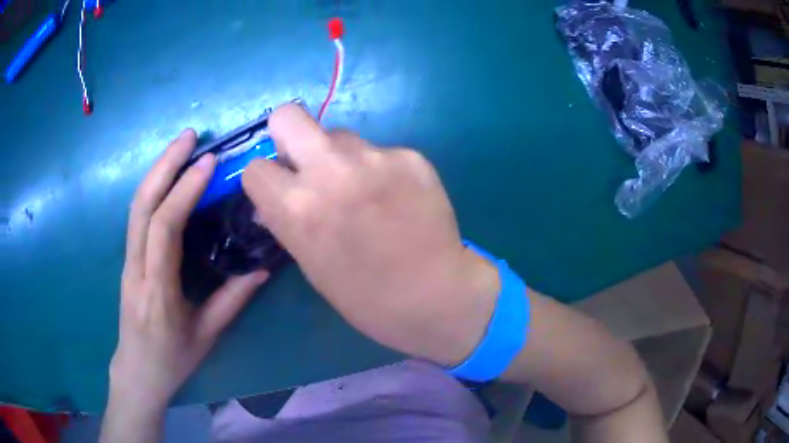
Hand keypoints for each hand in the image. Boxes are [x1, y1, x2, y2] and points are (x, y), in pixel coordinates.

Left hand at [110, 129, 268, 410]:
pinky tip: (168, 175)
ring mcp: (127, 261)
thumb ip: (232, 300)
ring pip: (136, 206)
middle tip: (190, 136)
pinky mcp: (127, 258)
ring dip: (157, 170)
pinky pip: (137, 215)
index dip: (184, 191)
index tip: (209, 163)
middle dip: (164, 165)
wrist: (137, 371)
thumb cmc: (172, 359)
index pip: (164, 229)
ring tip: (180, 145)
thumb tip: (262, 268)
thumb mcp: (206, 336)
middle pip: (142, 206)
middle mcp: (136, 269)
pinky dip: (152, 187)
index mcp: (158, 291)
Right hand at [242, 105, 498, 366]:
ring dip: (340, 156)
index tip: (280, 188)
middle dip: (288, 134)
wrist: (434, 296)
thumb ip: (288, 219)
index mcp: (296, 207)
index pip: (255, 168)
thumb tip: (276, 196)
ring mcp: (375, 157)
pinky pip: (379, 151)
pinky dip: (380, 168)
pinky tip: (397, 197)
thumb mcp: (310, 262)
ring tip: (364, 190)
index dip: (266, 180)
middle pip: (288, 115)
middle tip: (306, 160)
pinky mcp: (410, 156)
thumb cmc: (365, 296)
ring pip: (340, 135)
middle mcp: (330, 170)